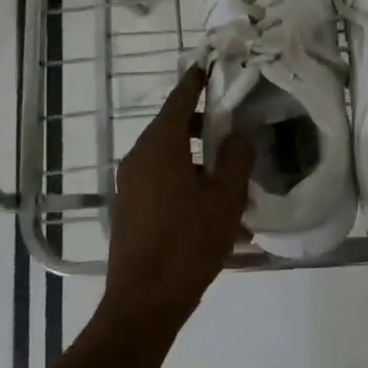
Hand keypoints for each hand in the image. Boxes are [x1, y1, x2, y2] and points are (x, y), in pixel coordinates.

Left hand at [102, 65, 252, 331]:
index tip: (210, 66)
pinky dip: (184, 183)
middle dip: (203, 126)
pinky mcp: (128, 208)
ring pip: (168, 158)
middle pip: (173, 127)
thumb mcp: (226, 199)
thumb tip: (239, 133)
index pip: (180, 100)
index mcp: (160, 145)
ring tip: (229, 180)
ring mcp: (129, 184)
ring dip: (196, 160)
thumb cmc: (189, 243)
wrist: (144, 301)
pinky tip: (211, 212)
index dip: (197, 82)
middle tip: (233, 129)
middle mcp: (138, 157)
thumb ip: (237, 158)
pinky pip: (160, 182)